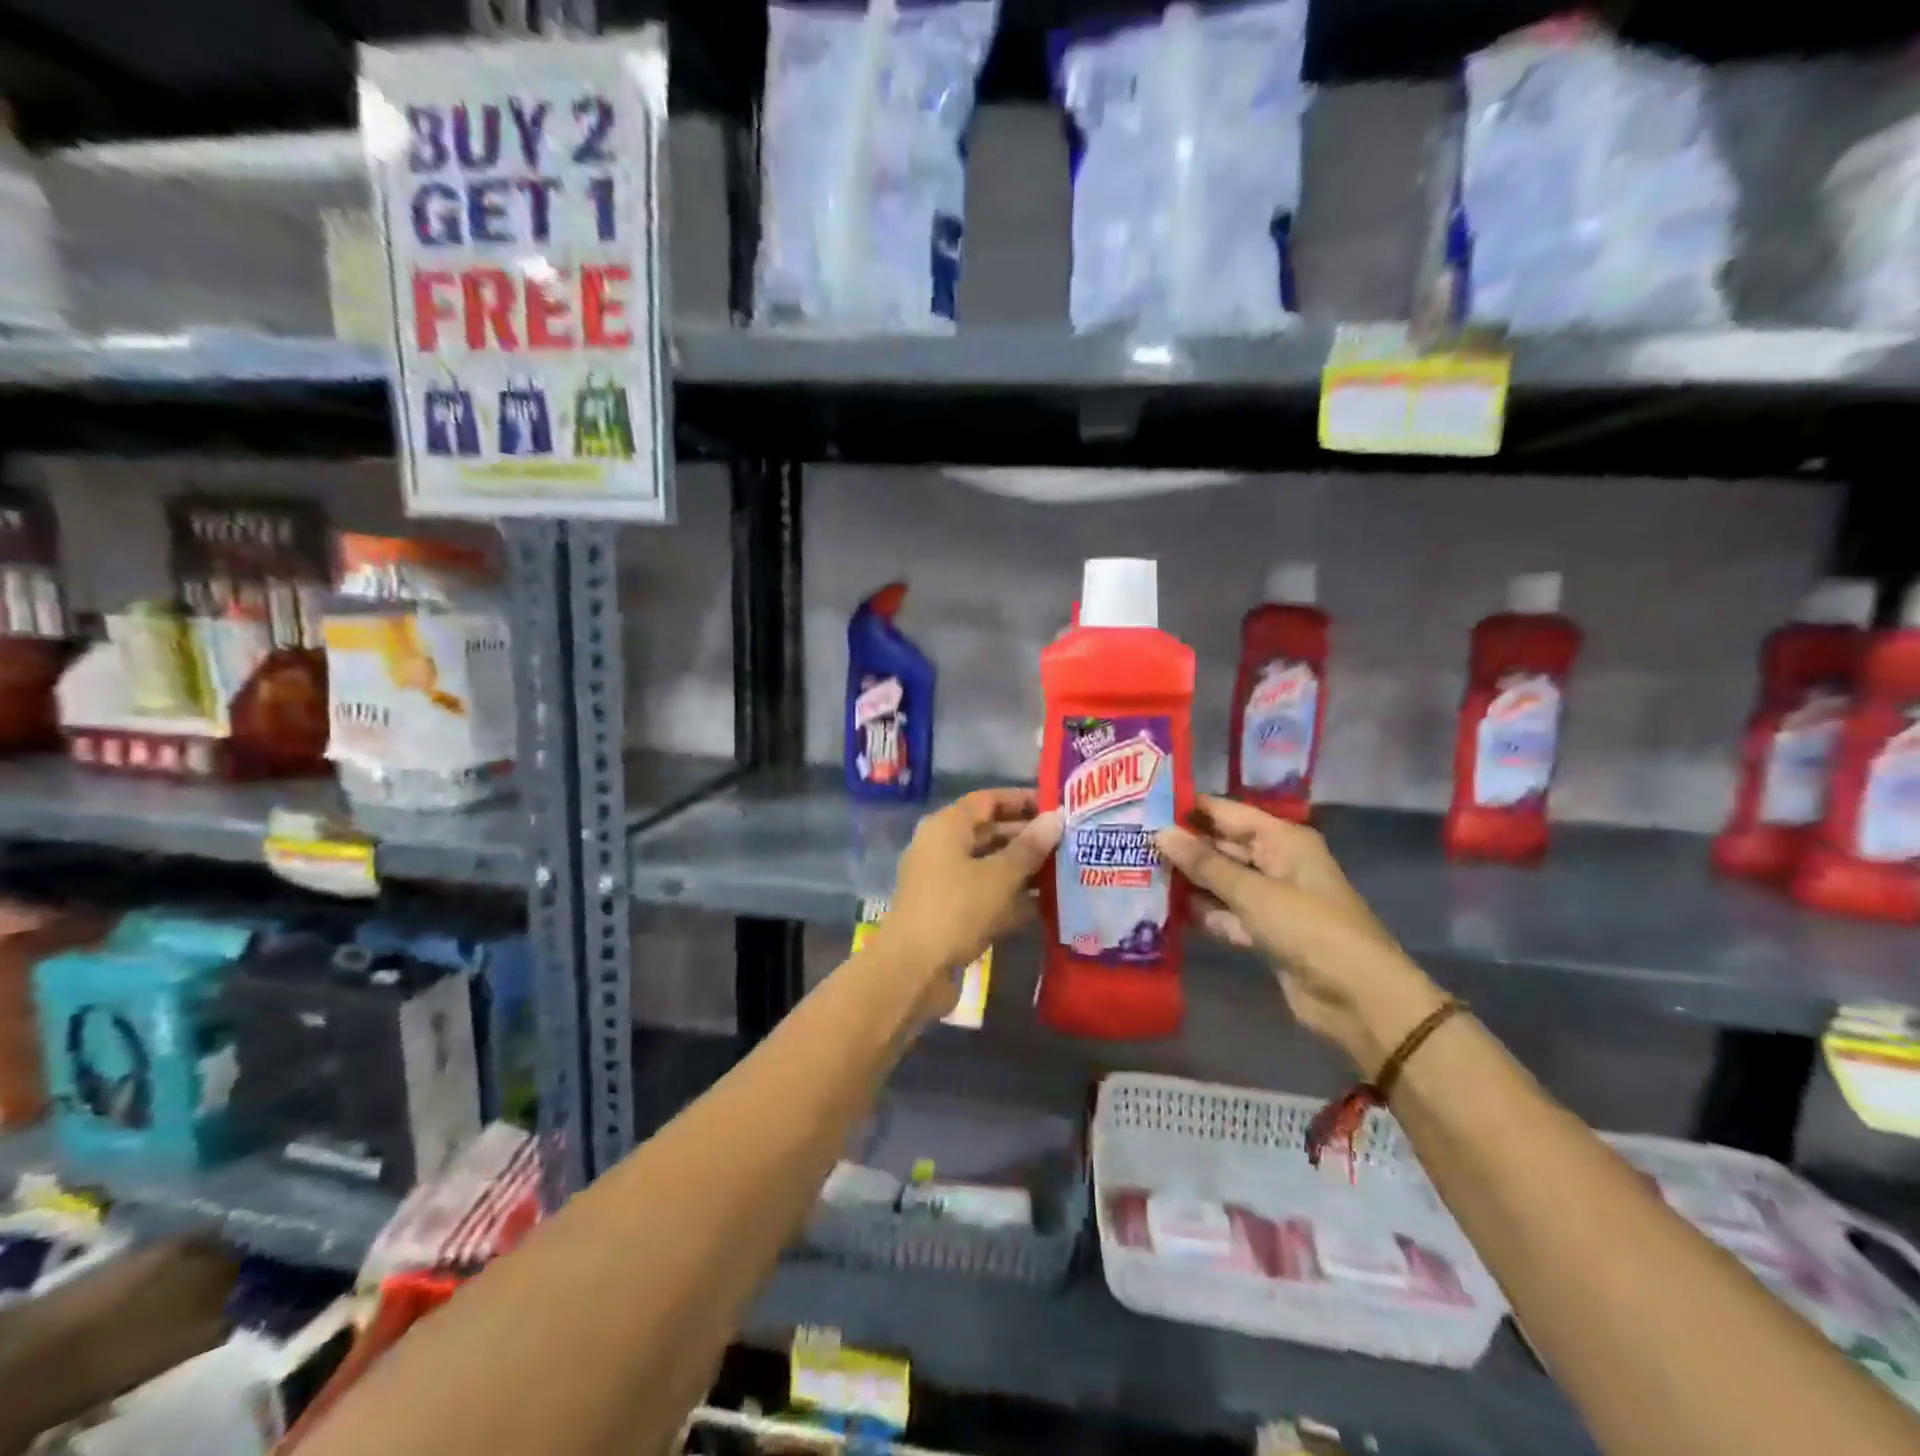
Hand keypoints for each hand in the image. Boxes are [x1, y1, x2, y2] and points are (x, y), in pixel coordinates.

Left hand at [871, 789, 1061, 1017]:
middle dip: (1029, 837)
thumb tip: (1057, 818)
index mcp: (946, 827)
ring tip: (1069, 870)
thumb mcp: (998, 876)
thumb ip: (1029, 848)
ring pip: (991, 867)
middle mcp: (943, 849)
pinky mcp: (952, 914)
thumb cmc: (955, 909)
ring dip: (1026, 870)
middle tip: (1071, 840)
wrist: (913, 970)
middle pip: (990, 833)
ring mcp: (946, 883)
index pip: (987, 801)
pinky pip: (988, 897)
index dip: (1022, 800)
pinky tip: (1050, 905)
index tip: (1058, 806)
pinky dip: (1014, 899)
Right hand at [1155, 797, 1445, 1075]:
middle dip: (1184, 846)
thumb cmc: (1309, 929)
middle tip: (1132, 841)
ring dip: (1189, 882)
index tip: (1145, 804)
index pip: (1229, 812)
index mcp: (1283, 840)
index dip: (1190, 808)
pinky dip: (1203, 913)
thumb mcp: (1253, 892)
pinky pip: (1226, 914)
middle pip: (1223, 847)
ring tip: (1138, 872)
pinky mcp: (1265, 933)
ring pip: (1221, 882)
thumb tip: (1160, 832)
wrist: (1358, 998)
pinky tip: (1164, 910)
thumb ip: (1205, 864)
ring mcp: (1271, 899)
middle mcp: (1277, 863)